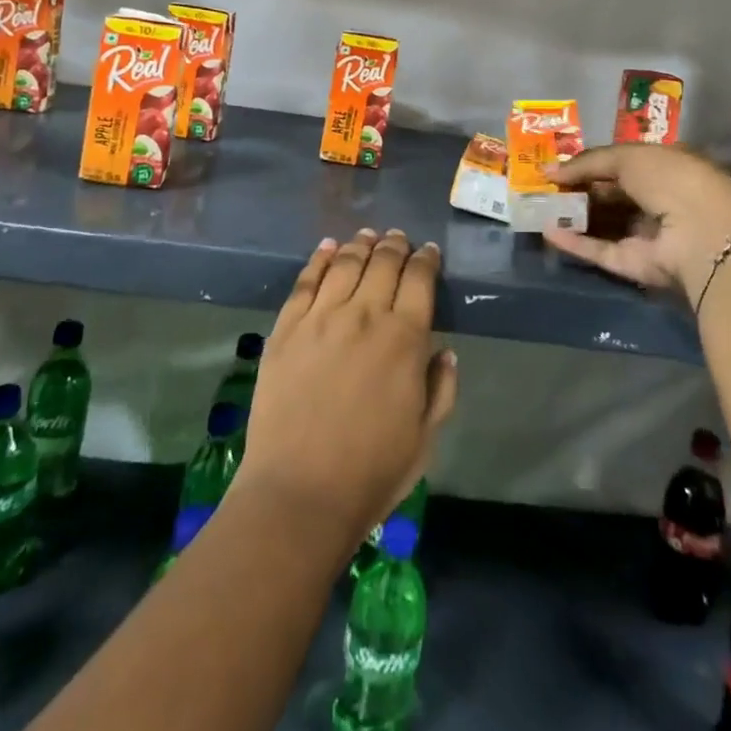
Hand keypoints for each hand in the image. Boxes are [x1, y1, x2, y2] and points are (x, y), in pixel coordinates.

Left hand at [235, 229, 458, 551]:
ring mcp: (321, 318)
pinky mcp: (286, 329)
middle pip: (383, 262)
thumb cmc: (371, 472)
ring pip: (345, 263)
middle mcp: (365, 315)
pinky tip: (327, 247)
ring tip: (367, 236)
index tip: (429, 252)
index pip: (420, 279)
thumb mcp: (425, 437)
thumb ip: (441, 388)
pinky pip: (305, 282)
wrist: (298, 494)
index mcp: (404, 338)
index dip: (426, 260)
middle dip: (395, 245)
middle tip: (399, 238)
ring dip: (360, 244)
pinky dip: (319, 259)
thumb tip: (444, 351)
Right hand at [541, 145, 730, 298]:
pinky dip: (575, 243)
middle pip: (613, 196)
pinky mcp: (637, 266)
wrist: (701, 232)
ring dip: (574, 216)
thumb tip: (550, 171)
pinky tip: (547, 232)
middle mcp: (659, 202)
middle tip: (544, 187)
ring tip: (538, 207)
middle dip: (580, 190)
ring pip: (605, 224)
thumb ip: (589, 162)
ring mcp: (648, 236)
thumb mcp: (628, 157)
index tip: (560, 166)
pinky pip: (601, 251)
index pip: (624, 165)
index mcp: (666, 169)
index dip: (592, 164)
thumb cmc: (670, 179)